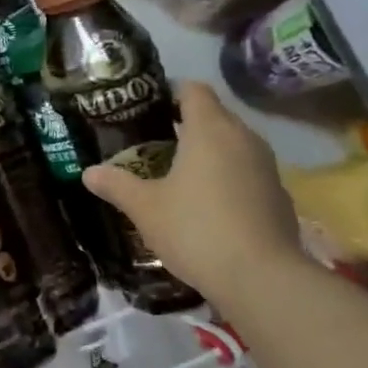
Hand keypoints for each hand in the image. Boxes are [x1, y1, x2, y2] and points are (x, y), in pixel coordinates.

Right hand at [82, 82, 303, 301]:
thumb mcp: (145, 208)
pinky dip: (227, 178)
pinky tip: (208, 206)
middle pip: (214, 115)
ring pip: (233, 144)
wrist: (261, 277)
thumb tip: (89, 172)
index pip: (193, 89)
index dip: (170, 92)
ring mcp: (266, 166)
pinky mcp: (278, 194)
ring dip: (208, 153)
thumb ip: (117, 185)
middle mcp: (243, 137)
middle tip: (152, 143)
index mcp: (209, 129)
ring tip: (178, 174)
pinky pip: (247, 172)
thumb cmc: (195, 229)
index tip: (147, 108)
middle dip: (185, 124)